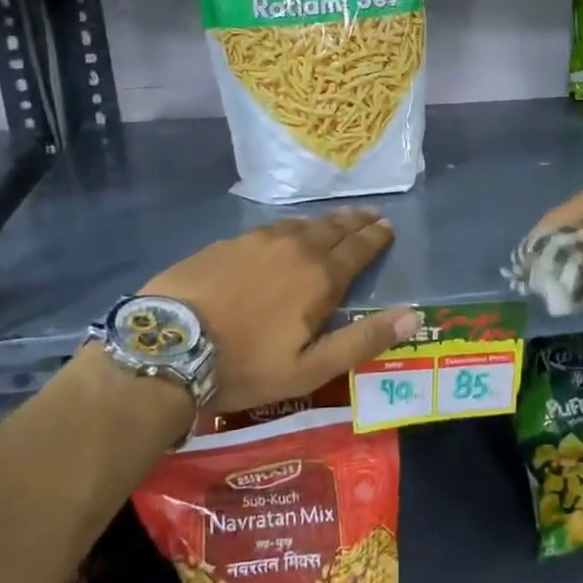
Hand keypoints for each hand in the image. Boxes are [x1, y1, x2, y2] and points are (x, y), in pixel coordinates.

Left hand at [141, 208, 419, 414]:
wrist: (167, 347)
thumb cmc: (245, 365)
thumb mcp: (311, 368)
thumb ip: (363, 340)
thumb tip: (414, 315)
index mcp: (319, 277)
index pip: (357, 249)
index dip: (375, 238)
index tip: (387, 227)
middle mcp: (293, 248)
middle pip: (332, 229)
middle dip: (355, 222)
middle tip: (370, 215)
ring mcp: (256, 241)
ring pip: (300, 224)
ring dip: (323, 222)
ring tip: (335, 220)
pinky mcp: (226, 244)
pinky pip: (270, 228)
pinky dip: (289, 227)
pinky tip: (285, 232)